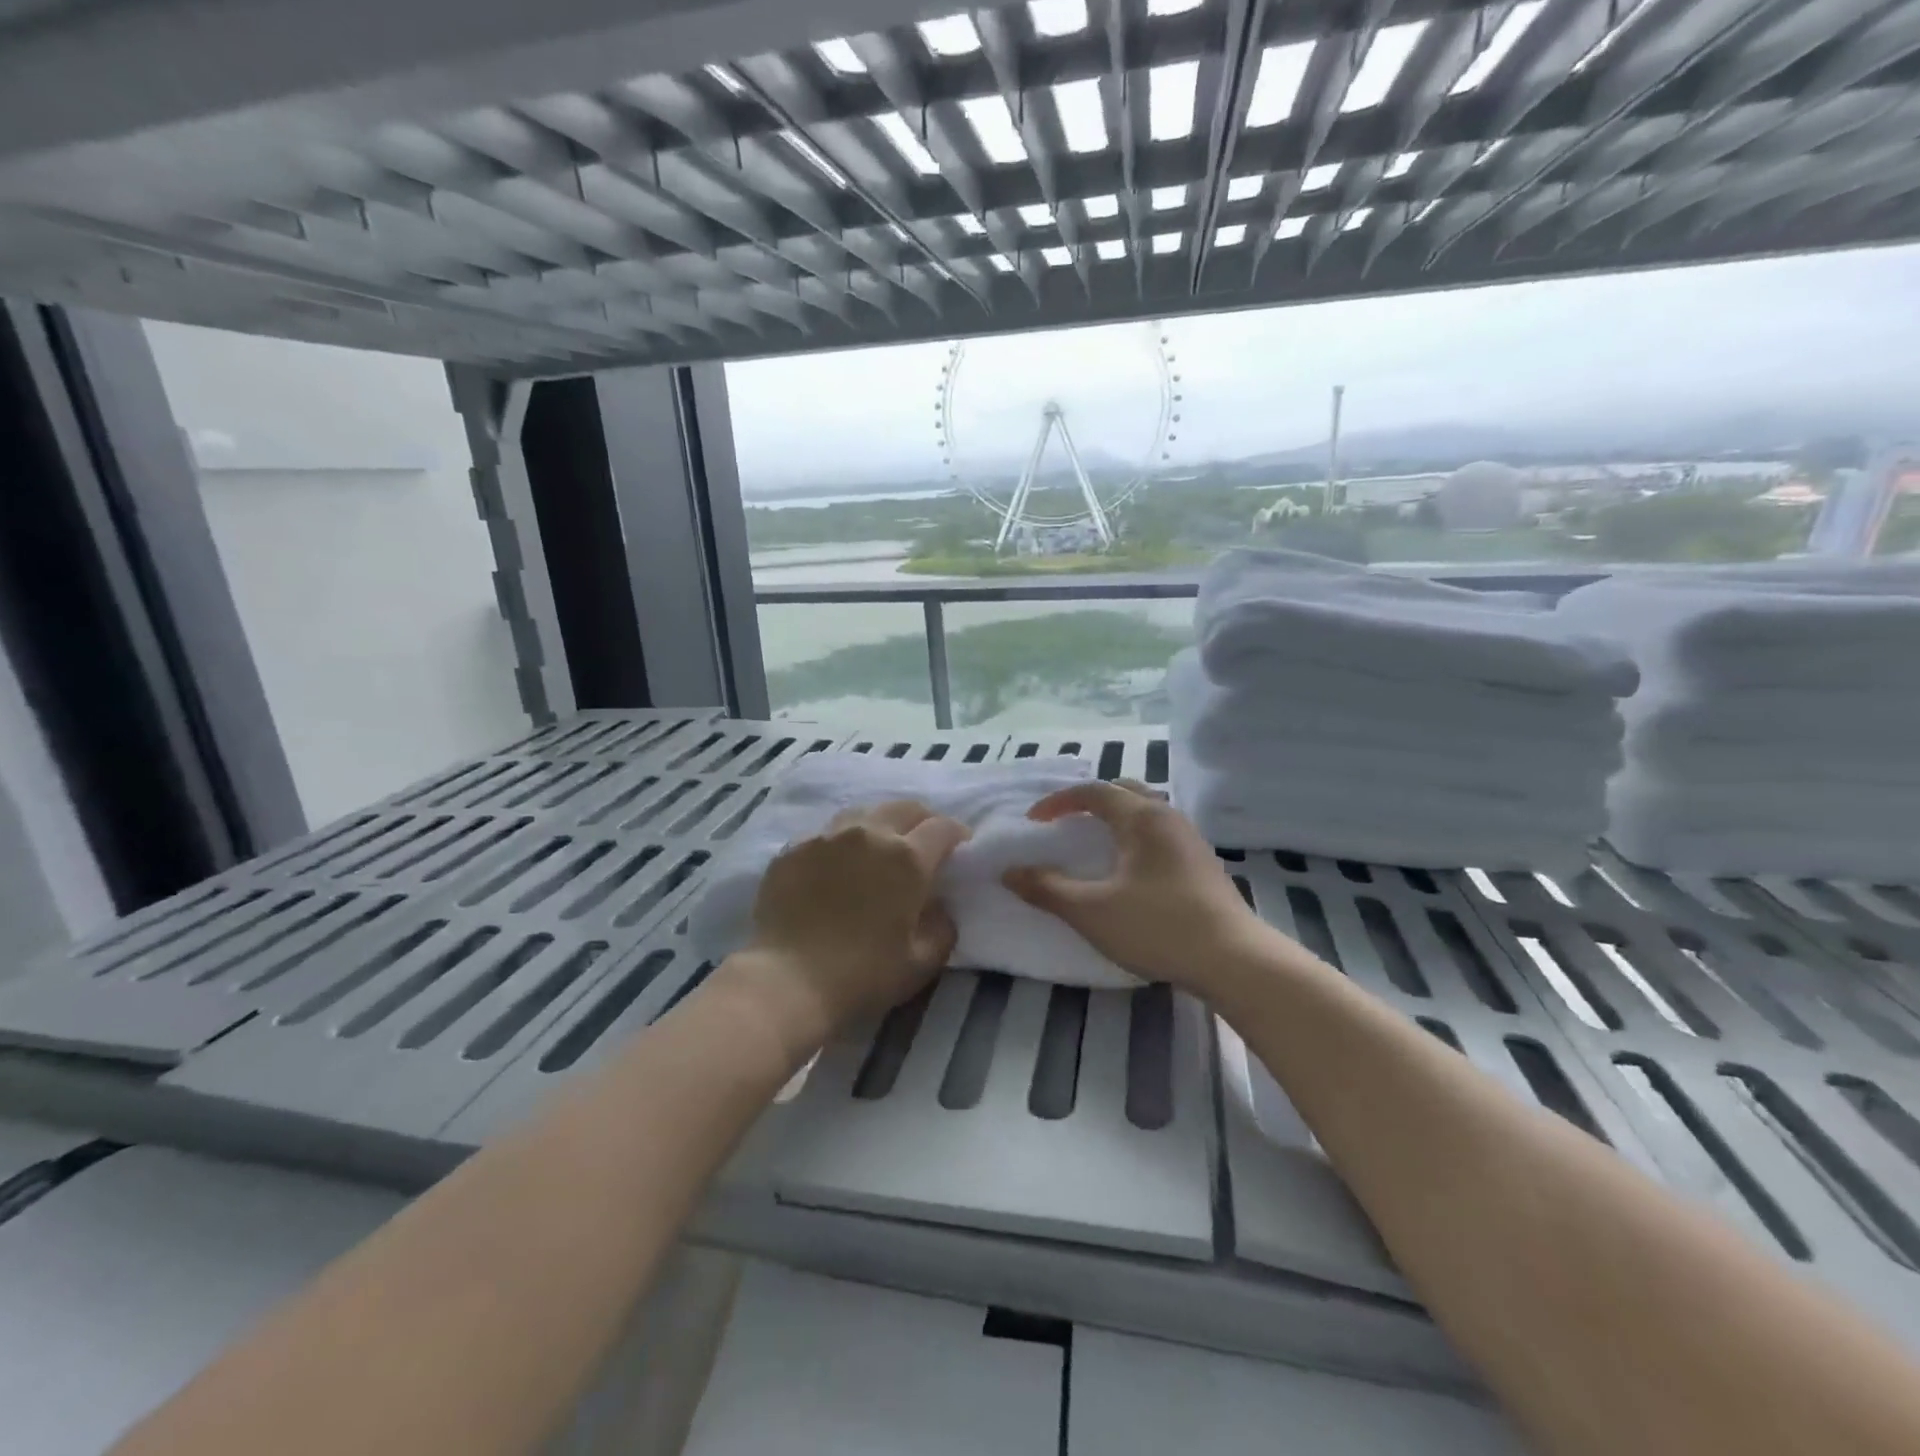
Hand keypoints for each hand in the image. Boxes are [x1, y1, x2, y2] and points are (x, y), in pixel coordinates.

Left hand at [735, 800, 969, 1050]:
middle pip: (904, 808)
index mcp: (907, 858)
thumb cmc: (863, 974)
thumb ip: (943, 926)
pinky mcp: (794, 849)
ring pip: (863, 814)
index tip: (960, 849)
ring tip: (878, 849)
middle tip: (923, 844)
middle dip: (922, 821)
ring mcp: (827, 837)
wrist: (788, 981)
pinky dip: (842, 843)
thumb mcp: (922, 961)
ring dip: (880, 825)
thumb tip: (940, 906)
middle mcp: (869, 834)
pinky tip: (837, 867)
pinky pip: (827, 834)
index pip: (942, 828)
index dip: (957, 835)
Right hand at [1003, 780, 1273, 997]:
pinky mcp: (1203, 864)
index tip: (1034, 821)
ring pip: (1147, 812)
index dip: (1058, 802)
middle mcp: (1168, 818)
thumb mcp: (1091, 910)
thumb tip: (1009, 872)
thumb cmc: (1157, 927)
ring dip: (1117, 818)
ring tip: (1096, 843)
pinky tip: (1131, 870)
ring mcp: (1191, 840)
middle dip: (1091, 801)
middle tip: (1066, 823)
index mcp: (1141, 818)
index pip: (1093, 792)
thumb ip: (1047, 888)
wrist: (1234, 961)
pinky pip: (1161, 834)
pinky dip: (1136, 837)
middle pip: (1125, 791)